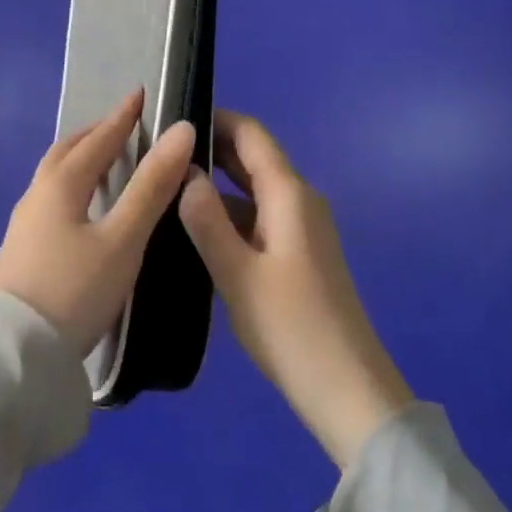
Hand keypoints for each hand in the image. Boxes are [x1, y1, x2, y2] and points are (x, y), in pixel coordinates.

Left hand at [0, 89, 195, 357]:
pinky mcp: (21, 249)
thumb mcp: (122, 240)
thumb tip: (181, 131)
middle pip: (69, 150)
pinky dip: (73, 184)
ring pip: (56, 174)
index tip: (140, 93)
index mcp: (61, 183)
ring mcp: (25, 222)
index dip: (122, 116)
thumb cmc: (74, 291)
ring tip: (107, 162)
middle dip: (97, 133)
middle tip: (124, 126)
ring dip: (82, 158)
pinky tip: (83, 208)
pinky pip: (51, 197)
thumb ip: (152, 186)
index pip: (99, 138)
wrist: (14, 356)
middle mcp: (38, 194)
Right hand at [179, 111, 413, 469]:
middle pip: (253, 157)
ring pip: (254, 189)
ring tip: (168, 186)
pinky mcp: (299, 253)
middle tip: (161, 150)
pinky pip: (260, 215)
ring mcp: (302, 228)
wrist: (350, 394)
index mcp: (289, 194)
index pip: (251, 133)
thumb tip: (184, 170)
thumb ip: (206, 219)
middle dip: (211, 148)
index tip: (173, 117)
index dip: (215, 117)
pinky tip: (196, 228)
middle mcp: (299, 200)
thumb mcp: (237, 274)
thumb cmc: (291, 329)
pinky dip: (230, 212)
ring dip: (217, 182)